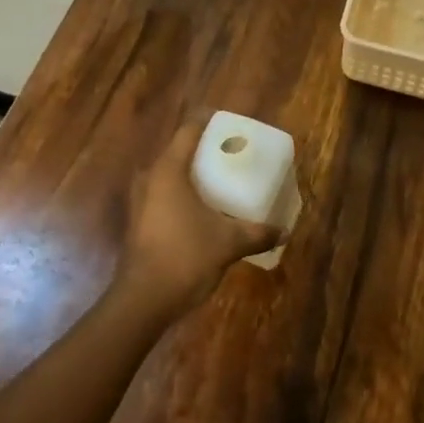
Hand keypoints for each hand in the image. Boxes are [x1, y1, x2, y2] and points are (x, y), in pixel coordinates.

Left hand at [116, 119, 281, 316]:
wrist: (143, 300)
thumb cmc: (185, 257)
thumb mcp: (228, 242)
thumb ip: (256, 232)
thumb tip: (284, 231)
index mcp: (168, 170)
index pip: (189, 130)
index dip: (210, 122)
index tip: (231, 124)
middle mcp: (150, 178)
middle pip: (179, 151)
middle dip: (206, 151)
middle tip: (234, 154)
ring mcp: (140, 201)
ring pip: (170, 175)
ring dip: (194, 175)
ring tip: (222, 181)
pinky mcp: (139, 221)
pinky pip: (165, 195)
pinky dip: (185, 194)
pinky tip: (205, 209)